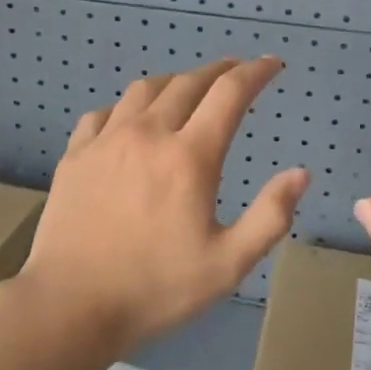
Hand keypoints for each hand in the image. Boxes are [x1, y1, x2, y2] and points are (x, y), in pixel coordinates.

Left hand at [19, 58, 310, 353]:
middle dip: (220, 71)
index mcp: (189, 156)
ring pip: (146, 89)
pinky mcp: (76, 154)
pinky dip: (129, 107)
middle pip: (189, 82)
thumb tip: (301, 173)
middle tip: (237, 73)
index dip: (256, 72)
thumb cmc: (155, 288)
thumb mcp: (228, 264)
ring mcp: (107, 140)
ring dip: (175, 82)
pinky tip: (131, 122)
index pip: (230, 93)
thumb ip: (270, 216)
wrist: (69, 306)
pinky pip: (105, 112)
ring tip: (189, 90)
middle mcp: (149, 134)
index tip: (272, 64)